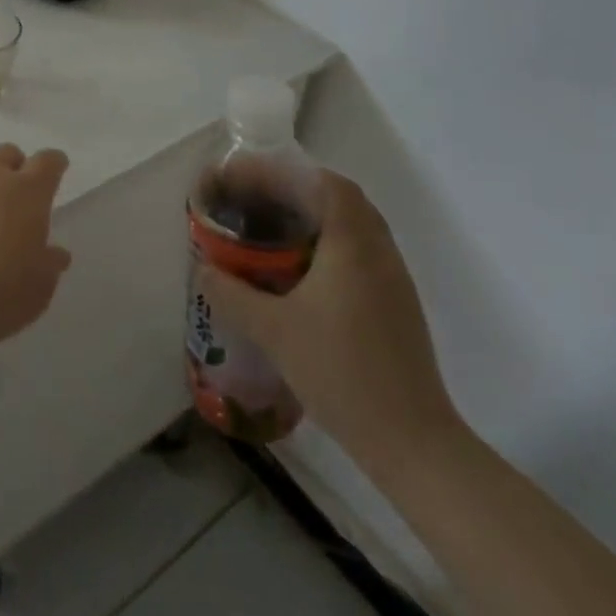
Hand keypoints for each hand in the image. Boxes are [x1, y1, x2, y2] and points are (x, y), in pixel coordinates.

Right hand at [202, 171, 458, 476]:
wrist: (412, 442)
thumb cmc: (340, 372)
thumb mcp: (272, 330)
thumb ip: (231, 293)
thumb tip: (203, 268)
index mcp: (353, 245)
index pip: (325, 183)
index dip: (285, 172)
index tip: (248, 178)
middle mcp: (380, 252)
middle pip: (342, 199)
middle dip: (298, 190)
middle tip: (258, 200)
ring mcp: (395, 280)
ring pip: (357, 225)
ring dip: (317, 216)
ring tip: (275, 230)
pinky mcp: (399, 306)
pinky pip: (364, 252)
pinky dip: (332, 243)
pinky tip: (303, 272)